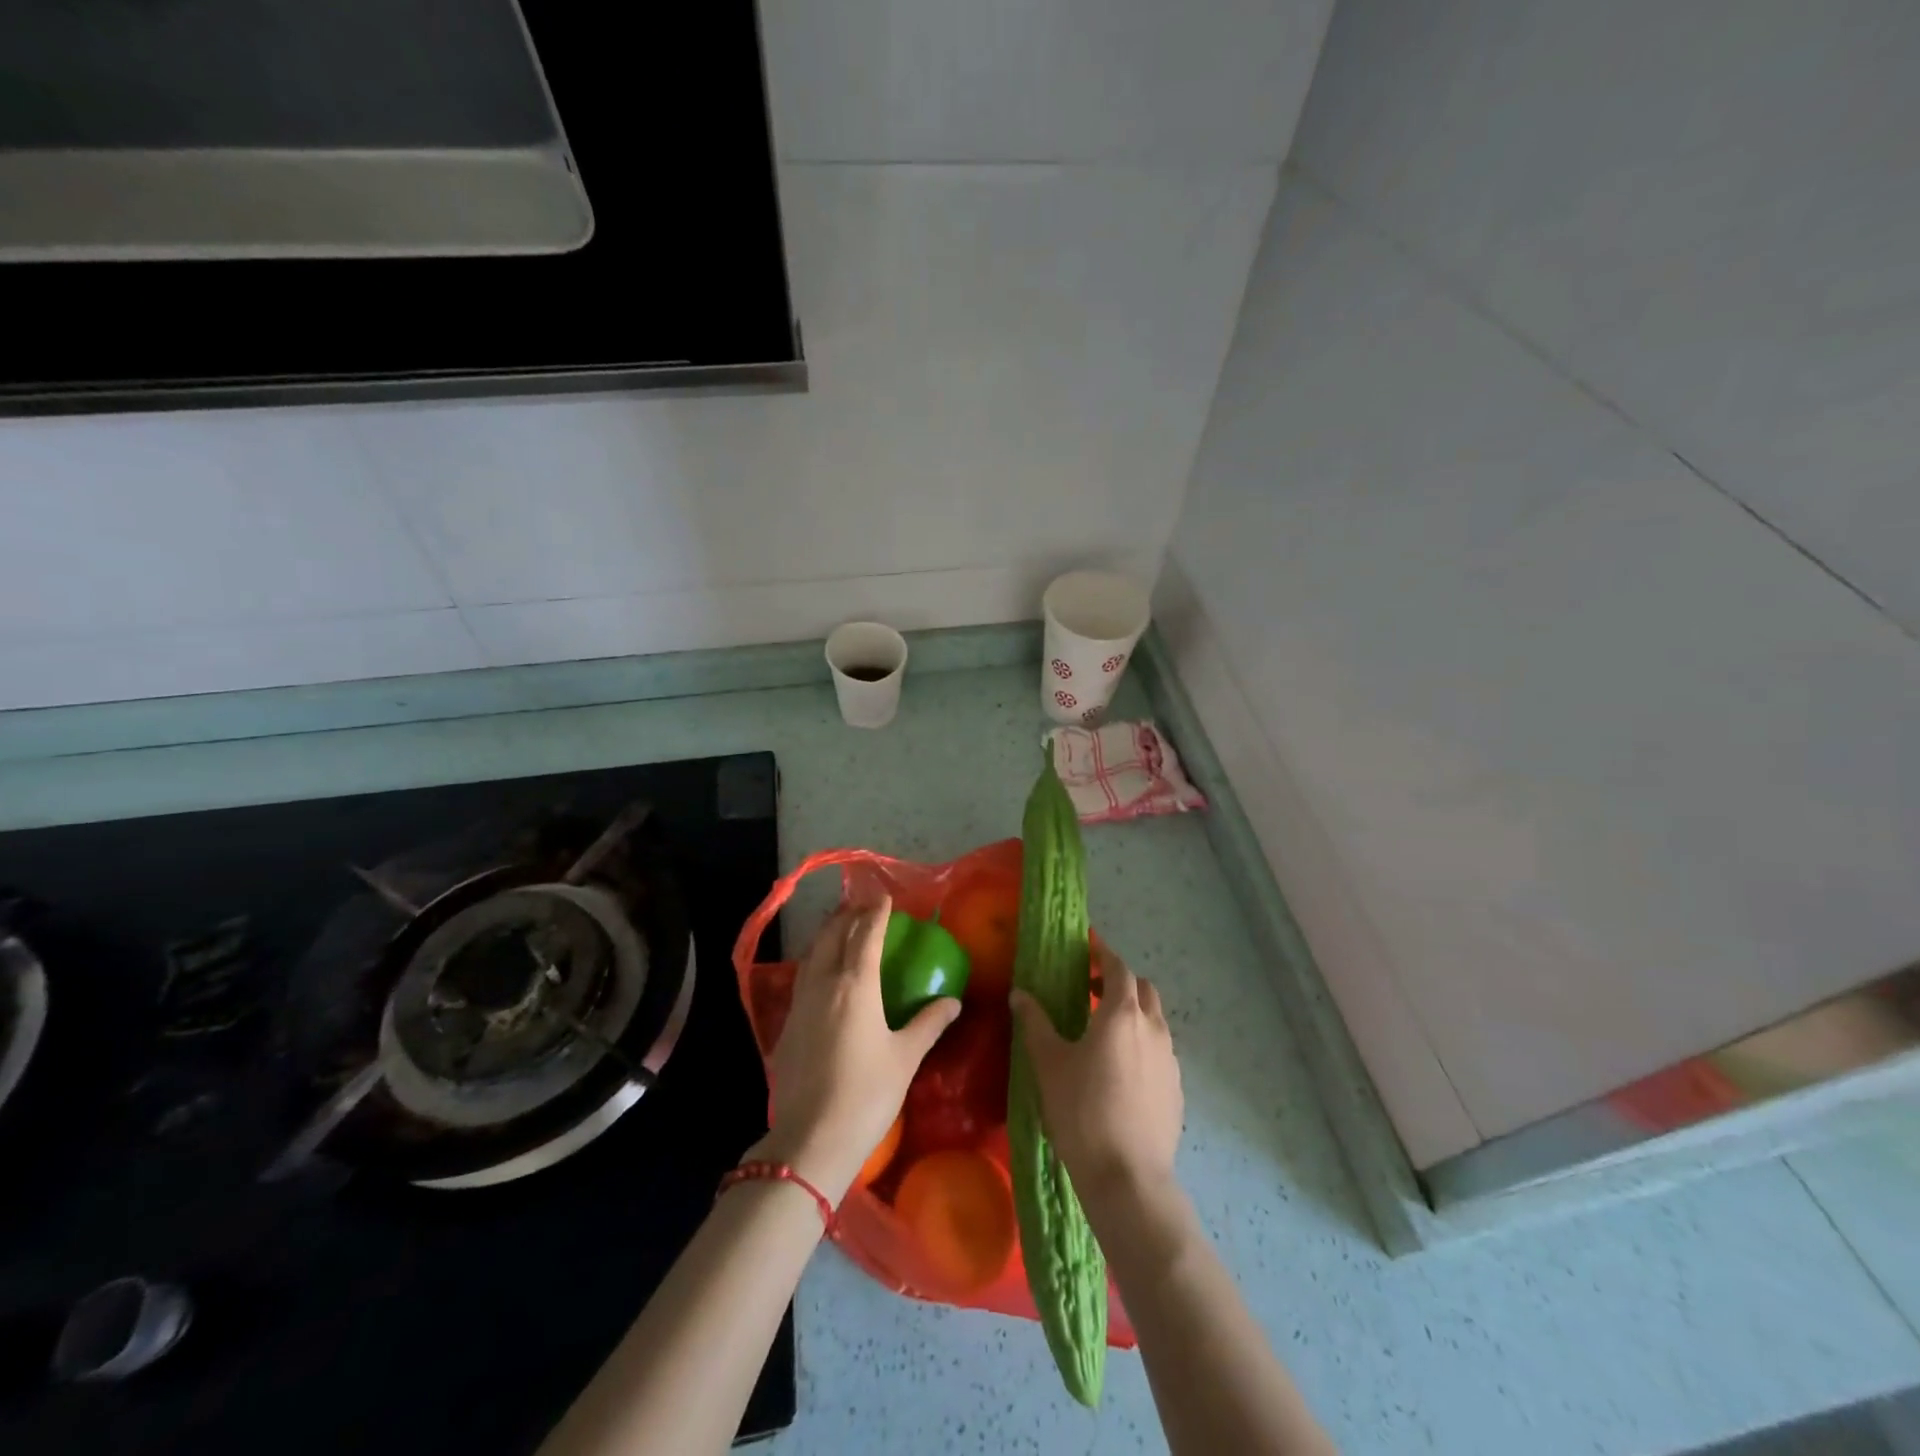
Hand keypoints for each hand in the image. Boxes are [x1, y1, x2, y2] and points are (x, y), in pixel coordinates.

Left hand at [754, 891, 960, 1201]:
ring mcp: (801, 1003)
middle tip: (862, 904)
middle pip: (833, 936)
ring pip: (813, 953)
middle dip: (848, 915)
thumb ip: (929, 1023)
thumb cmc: (867, 1094)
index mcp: (856, 985)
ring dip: (828, 932)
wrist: (811, 1139)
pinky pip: (803, 975)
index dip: (876, 913)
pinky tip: (821, 969)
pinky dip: (815, 958)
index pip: (866, 935)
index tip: (884, 897)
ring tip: (840, 924)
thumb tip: (953, 1000)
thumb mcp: (905, 1057)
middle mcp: (825, 983)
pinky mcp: (788, 1023)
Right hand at [1010, 942, 1182, 1207]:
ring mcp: (1170, 1059)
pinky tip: (1120, 1069)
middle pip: (1143, 988)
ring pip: (1155, 1020)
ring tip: (1103, 1031)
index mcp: (1122, 1014)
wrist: (1128, 1177)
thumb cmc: (1082, 1110)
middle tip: (1091, 989)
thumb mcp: (1049, 1063)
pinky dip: (1142, 1043)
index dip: (1103, 954)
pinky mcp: (1176, 1088)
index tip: (1087, 947)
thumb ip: (1035, 1022)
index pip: (1118, 967)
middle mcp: (1153, 1028)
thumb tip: (1020, 994)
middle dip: (1120, 981)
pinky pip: (1160, 1050)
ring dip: (1133, 1012)